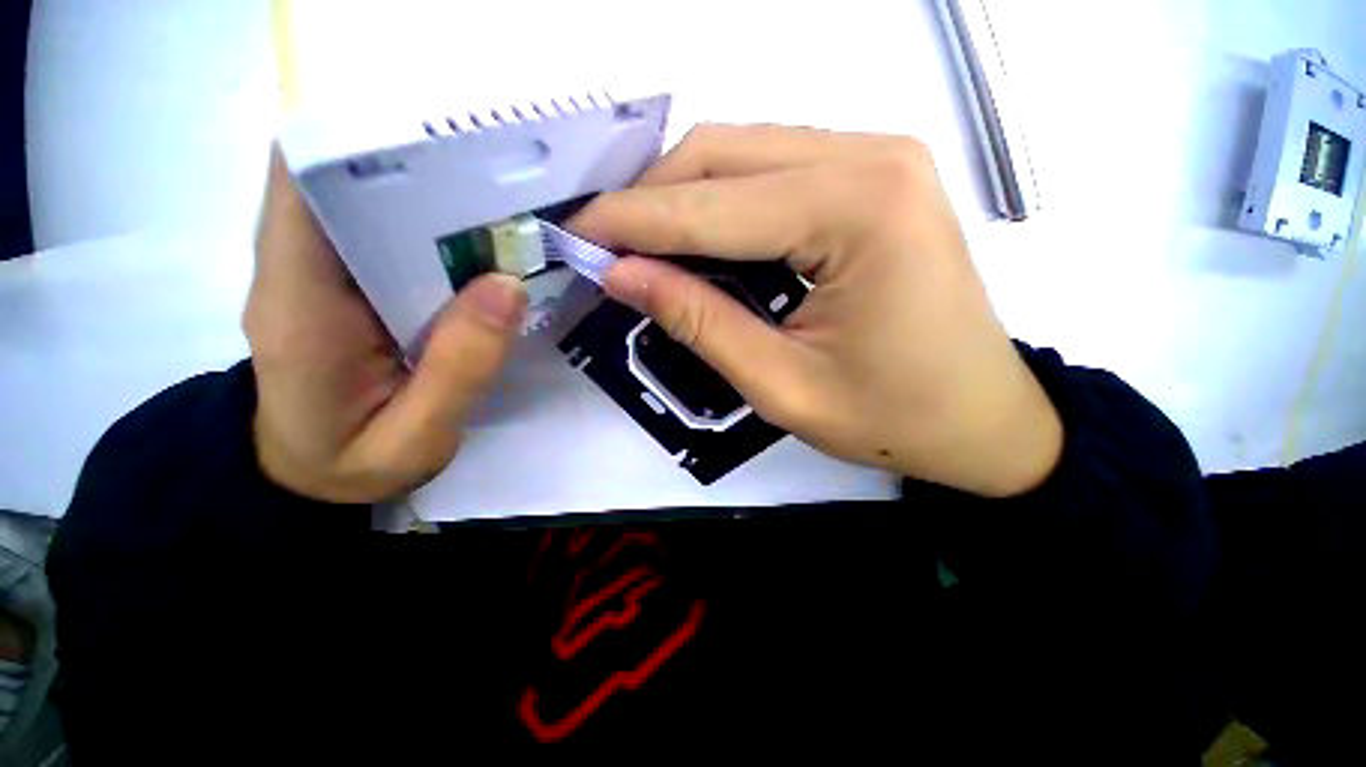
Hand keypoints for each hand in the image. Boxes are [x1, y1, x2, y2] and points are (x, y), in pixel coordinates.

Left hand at [244, 150, 525, 502]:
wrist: (307, 476)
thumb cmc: (350, 466)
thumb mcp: (416, 438)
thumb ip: (461, 367)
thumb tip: (509, 284)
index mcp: (298, 305)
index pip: (300, 183)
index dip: (361, 141)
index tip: (441, 142)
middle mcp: (299, 271)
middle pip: (345, 180)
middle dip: (420, 167)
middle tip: (502, 179)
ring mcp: (323, 275)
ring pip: (372, 204)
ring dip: (435, 198)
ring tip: (506, 206)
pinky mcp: (347, 285)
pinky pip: (389, 238)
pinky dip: (437, 232)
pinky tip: (485, 246)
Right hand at [571, 125, 1061, 496]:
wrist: (983, 419)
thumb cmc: (892, 417)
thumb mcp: (781, 385)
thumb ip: (697, 321)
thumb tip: (622, 275)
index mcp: (857, 209)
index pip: (709, 206)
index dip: (630, 222)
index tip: (573, 236)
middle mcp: (871, 156)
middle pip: (722, 155)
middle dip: (651, 201)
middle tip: (604, 244)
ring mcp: (878, 158)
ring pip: (743, 154)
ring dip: (682, 198)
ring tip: (640, 246)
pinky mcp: (874, 177)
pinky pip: (773, 171)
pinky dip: (721, 202)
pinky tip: (697, 240)